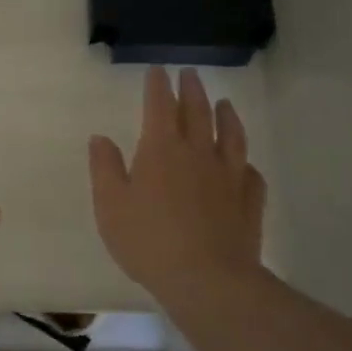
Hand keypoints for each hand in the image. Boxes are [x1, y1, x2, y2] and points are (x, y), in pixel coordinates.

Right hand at [88, 67, 266, 300]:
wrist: (207, 279)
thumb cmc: (149, 241)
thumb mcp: (110, 206)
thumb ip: (105, 168)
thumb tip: (101, 137)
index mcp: (161, 149)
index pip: (160, 106)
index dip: (158, 86)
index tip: (158, 70)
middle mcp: (198, 153)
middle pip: (197, 112)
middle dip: (192, 90)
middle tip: (190, 74)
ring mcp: (228, 175)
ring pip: (231, 135)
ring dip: (227, 115)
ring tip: (225, 103)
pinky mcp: (249, 200)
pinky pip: (251, 173)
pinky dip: (246, 163)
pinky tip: (245, 164)